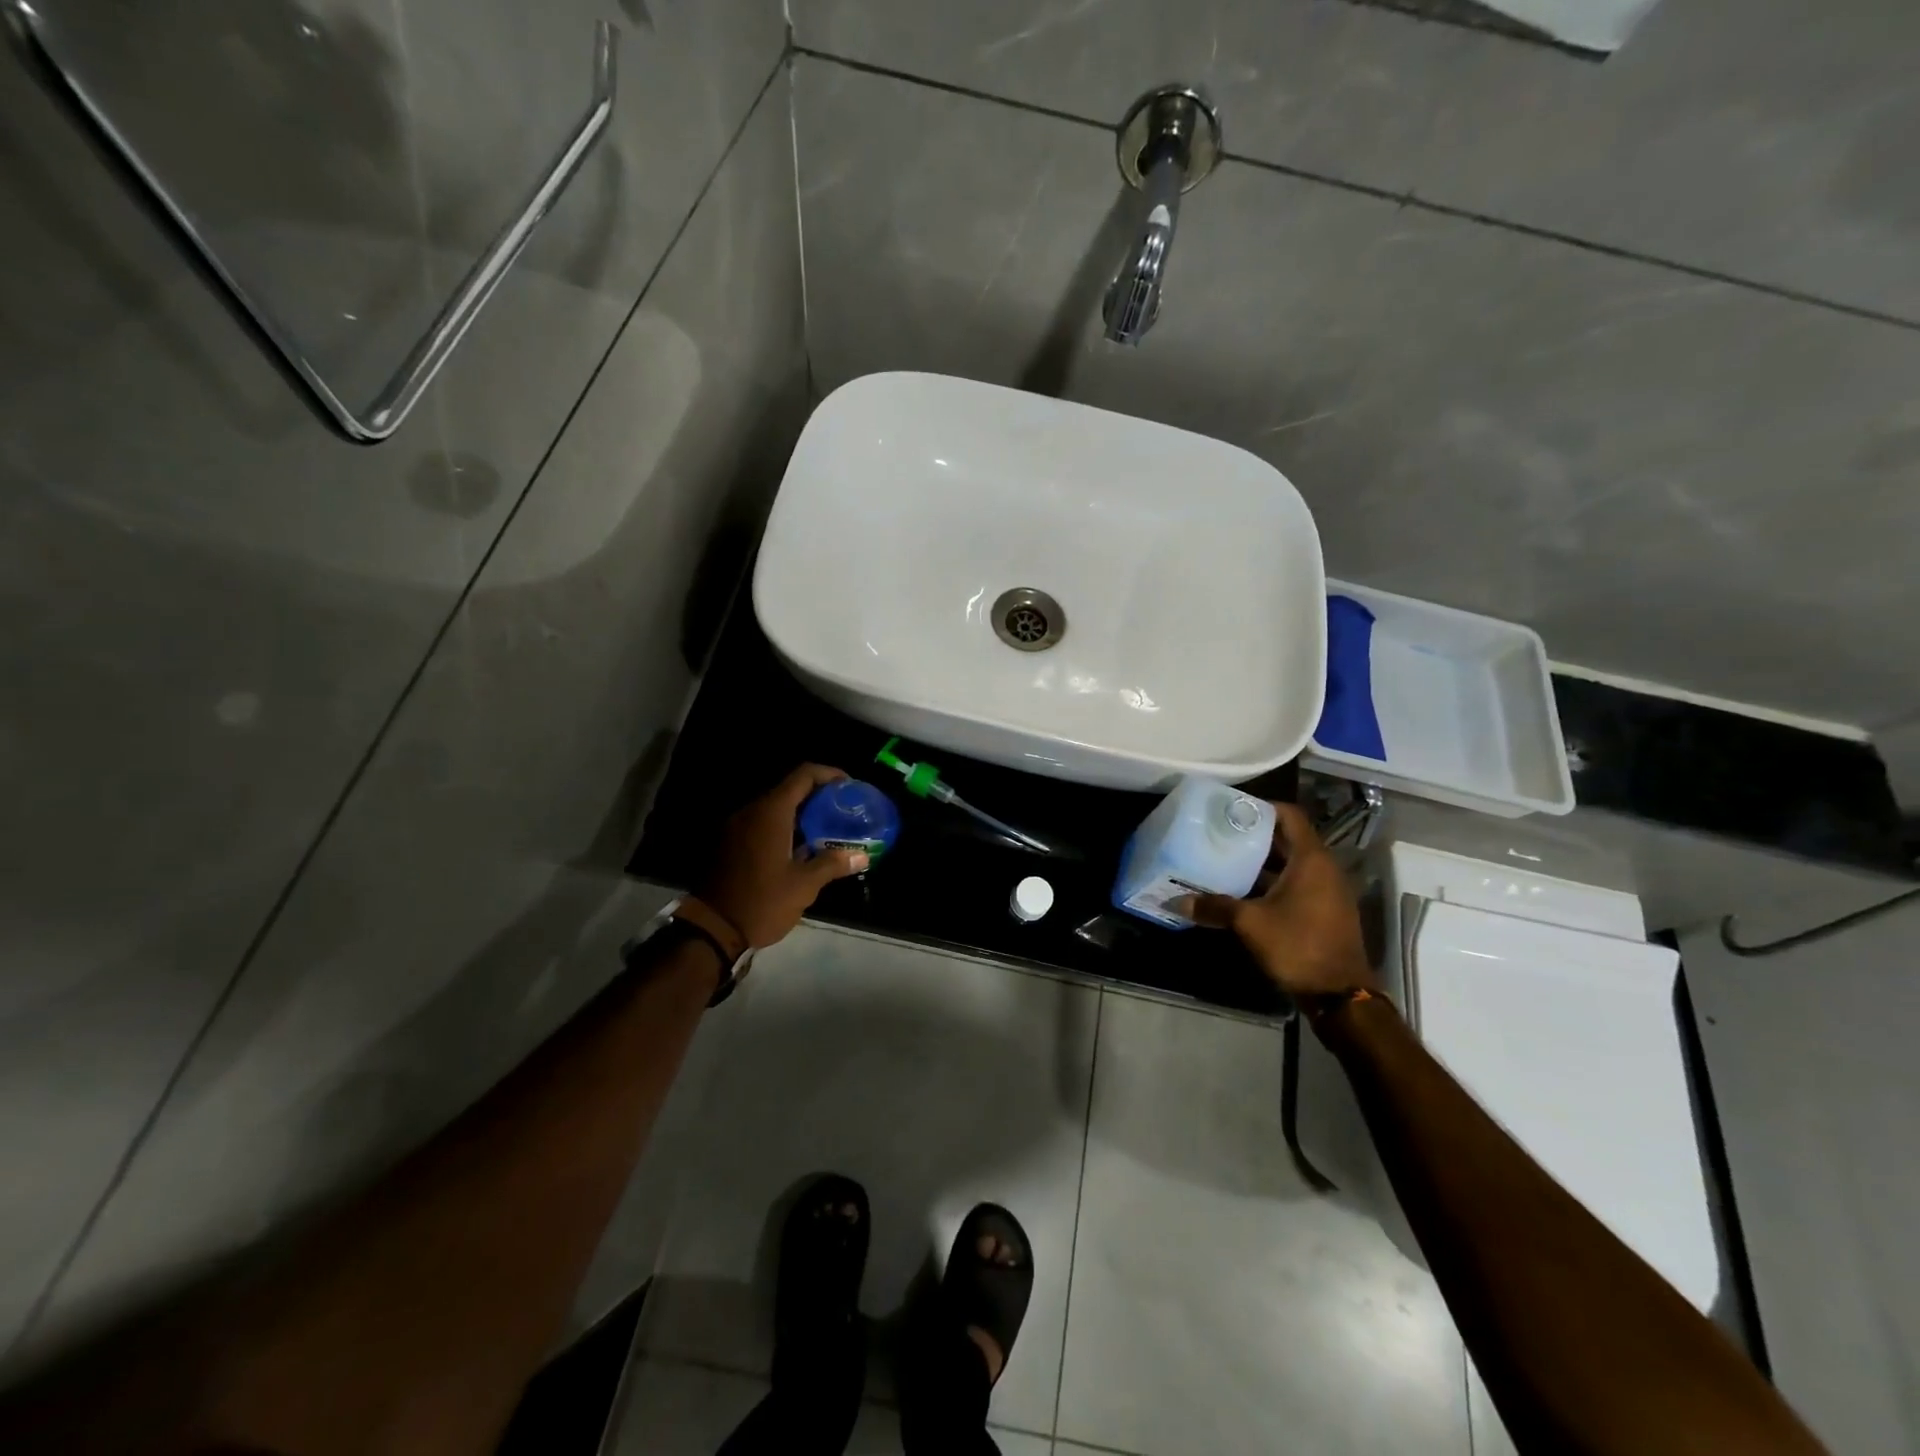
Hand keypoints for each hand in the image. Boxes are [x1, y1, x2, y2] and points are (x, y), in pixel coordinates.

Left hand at [693, 764, 868, 951]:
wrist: (711, 930)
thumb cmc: (761, 902)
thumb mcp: (803, 885)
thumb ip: (833, 864)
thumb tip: (862, 856)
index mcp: (771, 813)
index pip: (804, 775)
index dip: (829, 774)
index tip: (849, 787)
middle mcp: (751, 812)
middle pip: (790, 790)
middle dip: (819, 797)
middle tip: (843, 812)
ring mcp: (737, 827)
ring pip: (775, 808)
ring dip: (802, 815)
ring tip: (828, 831)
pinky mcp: (730, 844)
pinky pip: (762, 824)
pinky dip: (785, 828)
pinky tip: (802, 849)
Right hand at [1180, 802, 1378, 996]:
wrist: (1339, 995)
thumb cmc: (1298, 945)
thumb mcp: (1250, 924)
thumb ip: (1215, 907)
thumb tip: (1176, 901)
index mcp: (1311, 859)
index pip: (1290, 816)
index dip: (1262, 807)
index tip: (1232, 809)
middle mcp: (1323, 868)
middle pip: (1287, 839)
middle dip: (1255, 835)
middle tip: (1219, 833)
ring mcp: (1327, 890)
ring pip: (1290, 864)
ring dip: (1261, 861)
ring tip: (1225, 859)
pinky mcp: (1324, 910)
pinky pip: (1296, 883)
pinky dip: (1272, 881)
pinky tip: (1243, 891)